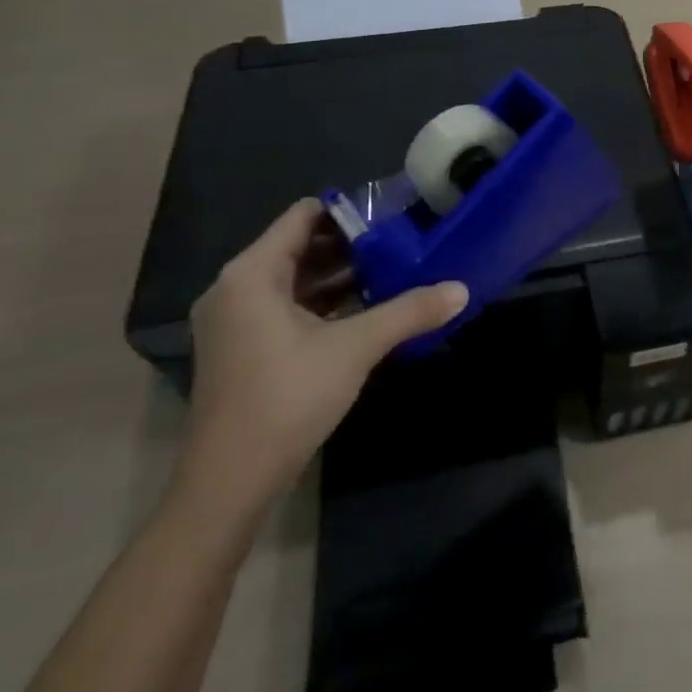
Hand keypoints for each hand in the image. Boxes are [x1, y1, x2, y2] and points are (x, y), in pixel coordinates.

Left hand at [179, 199, 466, 507]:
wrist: (230, 481)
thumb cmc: (287, 397)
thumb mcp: (356, 348)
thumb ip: (409, 312)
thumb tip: (462, 290)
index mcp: (252, 273)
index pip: (303, 216)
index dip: (349, 210)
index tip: (392, 216)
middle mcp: (236, 288)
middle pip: (298, 246)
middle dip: (350, 244)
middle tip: (401, 242)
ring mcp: (235, 320)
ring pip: (294, 279)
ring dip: (339, 275)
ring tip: (392, 270)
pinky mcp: (242, 348)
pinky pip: (286, 306)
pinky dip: (323, 303)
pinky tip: (366, 308)